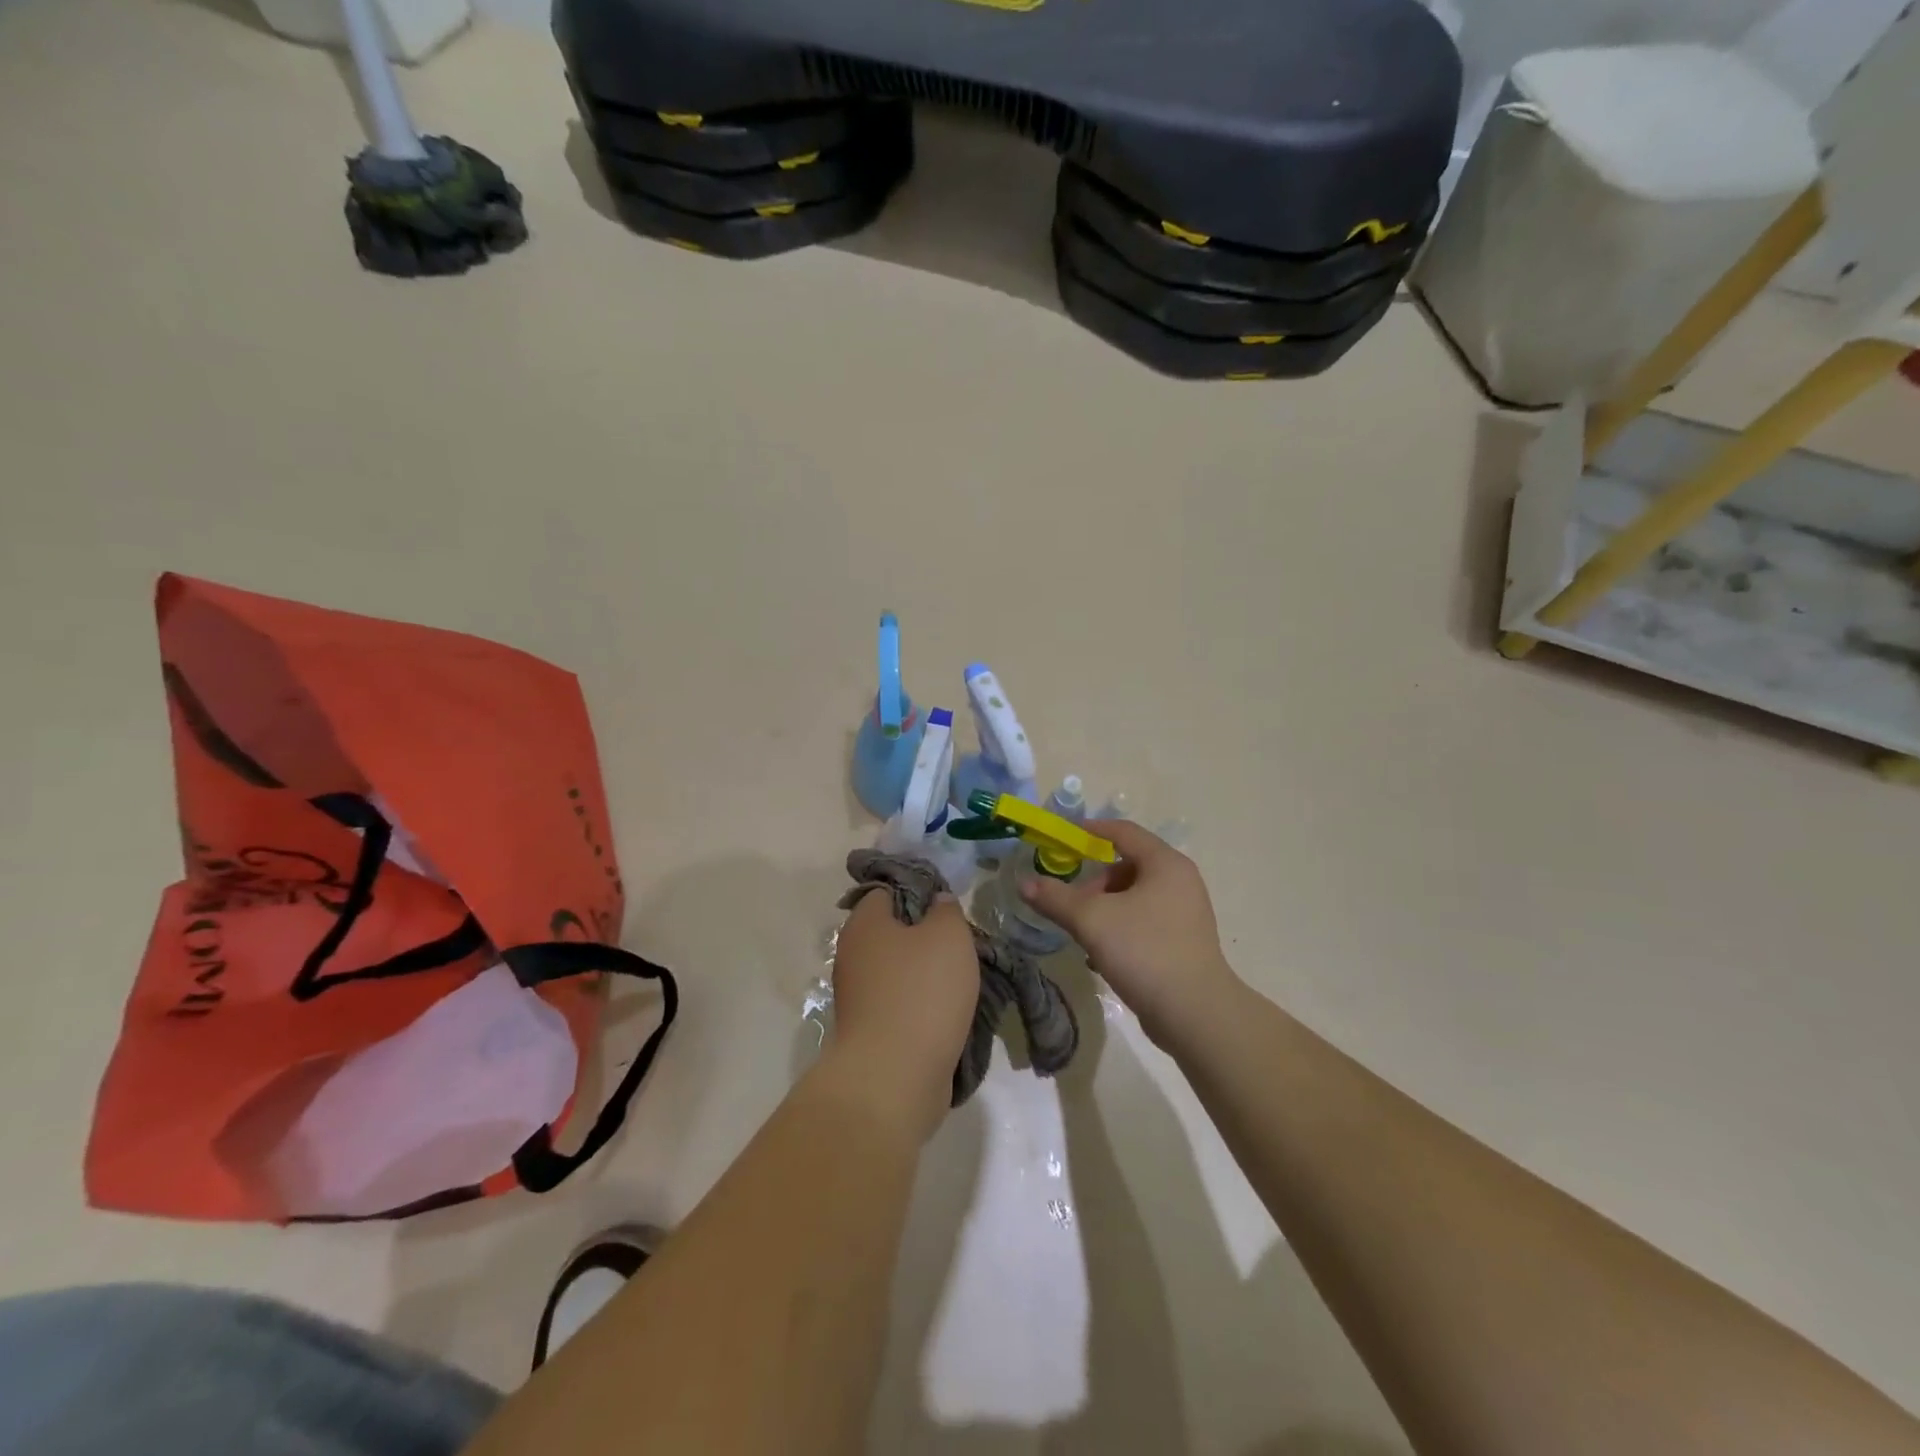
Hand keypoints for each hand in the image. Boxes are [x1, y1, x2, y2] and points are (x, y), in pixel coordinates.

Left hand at [828, 891, 978, 1139]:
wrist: (894, 1077)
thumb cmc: (922, 992)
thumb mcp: (949, 935)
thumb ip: (946, 910)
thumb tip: (937, 903)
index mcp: (863, 923)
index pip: (887, 891)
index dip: (919, 892)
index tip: (948, 906)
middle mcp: (852, 955)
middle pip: (895, 932)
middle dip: (928, 937)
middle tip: (962, 944)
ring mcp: (858, 996)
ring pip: (901, 971)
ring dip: (929, 975)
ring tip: (964, 981)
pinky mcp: (870, 1031)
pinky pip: (901, 1005)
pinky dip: (924, 1007)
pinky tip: (950, 1013)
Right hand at [1020, 820, 1239, 1048]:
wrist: (1195, 1014)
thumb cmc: (1144, 951)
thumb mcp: (1092, 920)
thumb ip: (1055, 898)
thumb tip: (1023, 883)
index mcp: (1165, 864)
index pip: (1123, 831)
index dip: (1091, 830)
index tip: (1063, 838)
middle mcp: (1180, 881)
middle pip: (1128, 866)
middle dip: (1094, 881)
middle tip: (1069, 901)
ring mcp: (1186, 912)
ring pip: (1135, 896)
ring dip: (1104, 907)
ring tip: (1082, 931)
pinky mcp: (1184, 941)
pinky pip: (1145, 920)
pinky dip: (1121, 926)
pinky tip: (1102, 953)